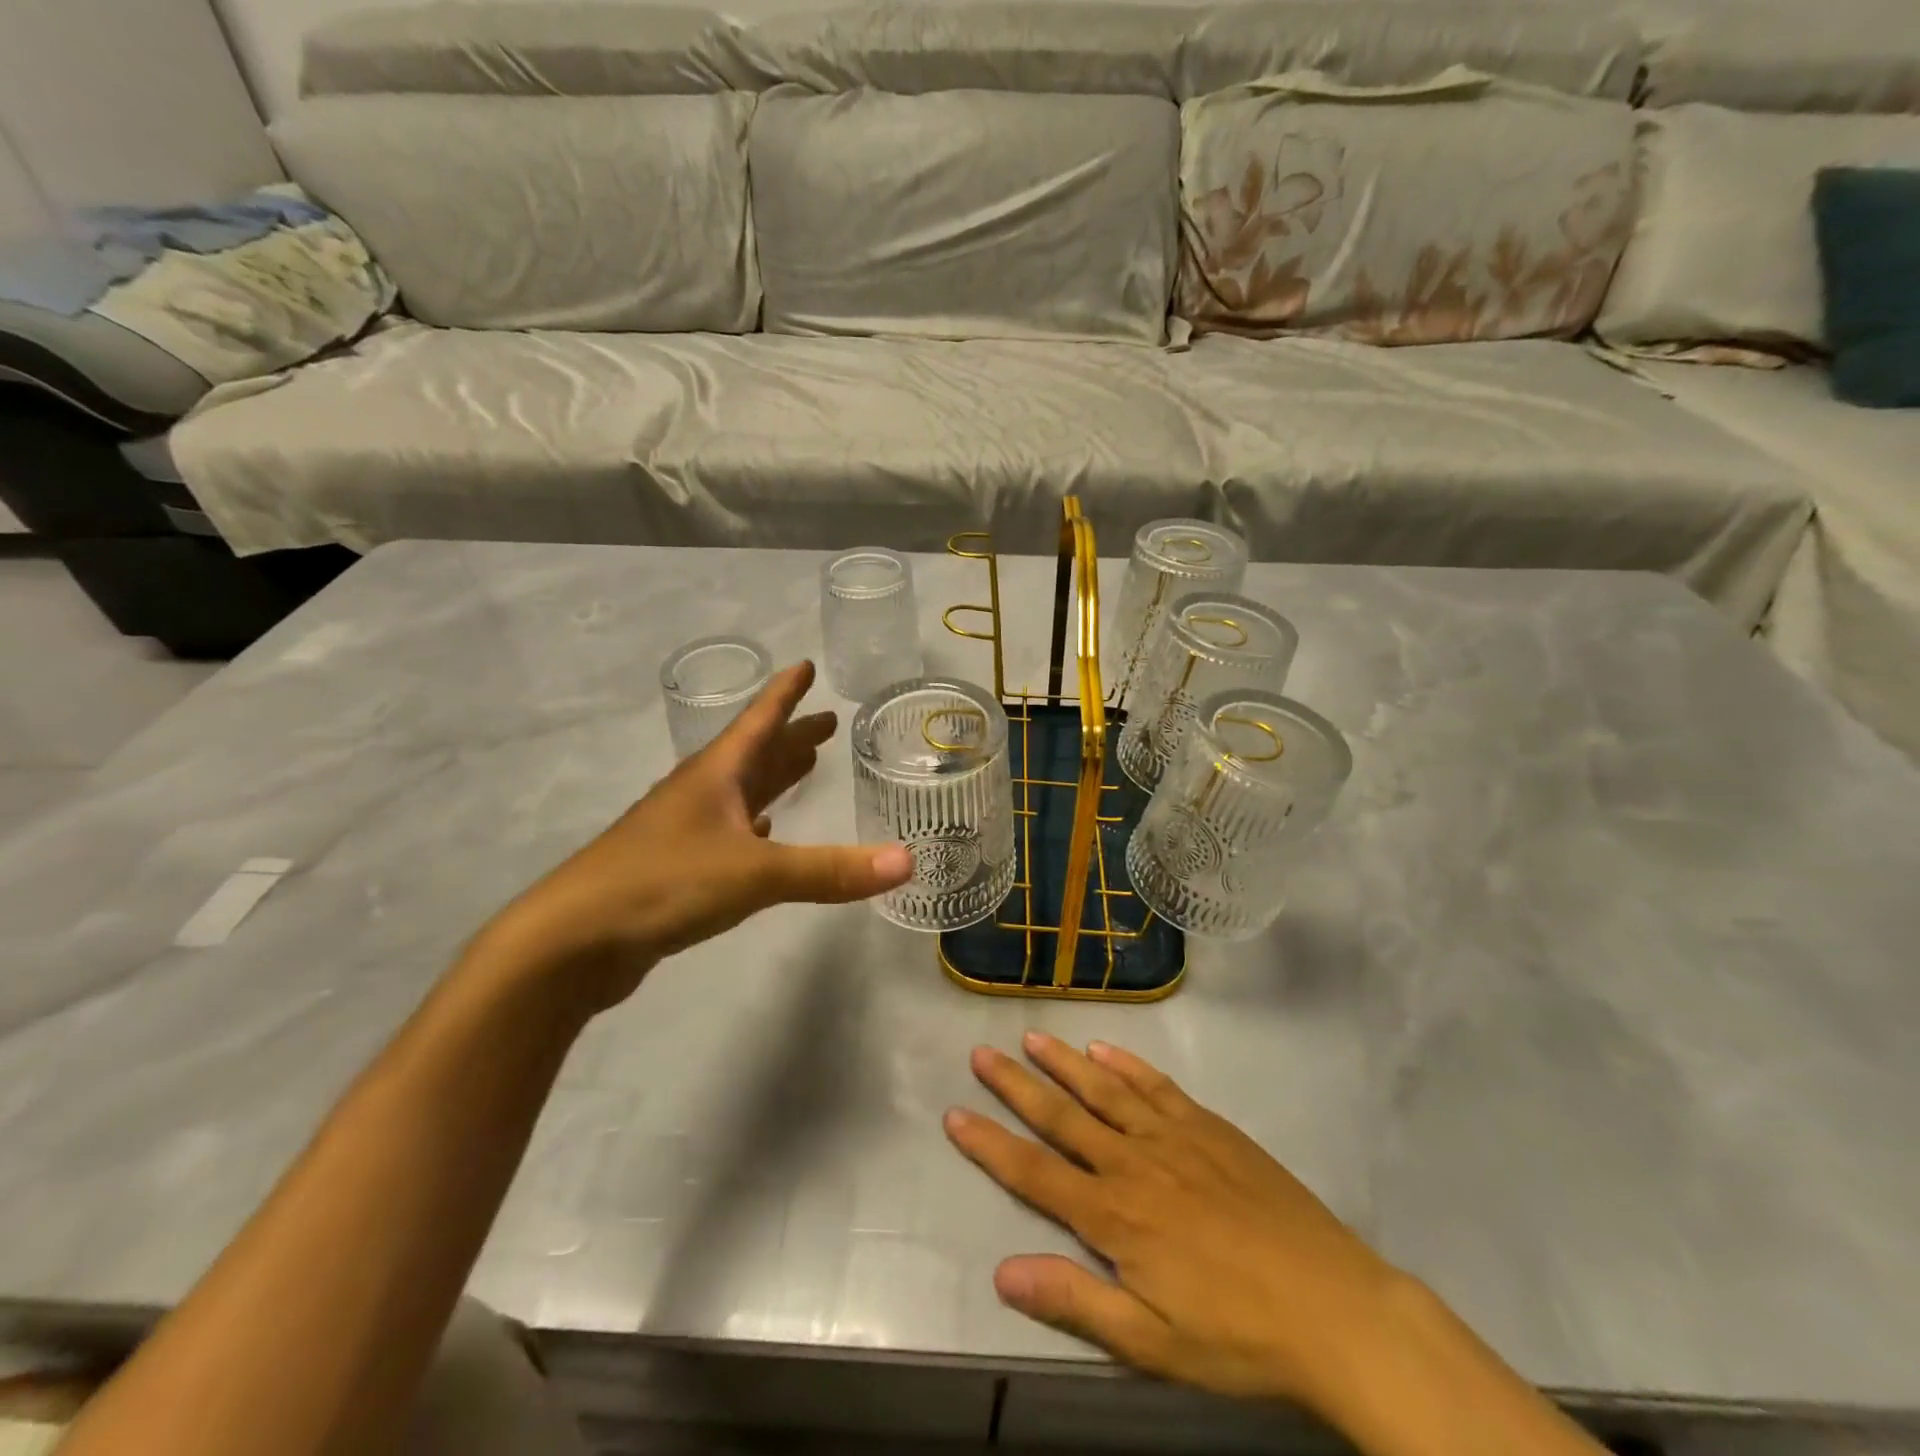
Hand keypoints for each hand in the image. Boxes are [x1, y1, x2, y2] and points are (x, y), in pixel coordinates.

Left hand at [486, 661, 912, 1011]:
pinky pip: (727, 830)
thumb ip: (831, 869)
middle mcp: (699, 793)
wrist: (572, 941)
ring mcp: (682, 830)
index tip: (805, 666)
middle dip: (791, 736)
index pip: (758, 721)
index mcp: (715, 776)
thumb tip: (908, 861)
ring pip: (740, 791)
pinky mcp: (674, 867)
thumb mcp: (756, 873)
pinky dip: (753, 823)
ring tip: (806, 765)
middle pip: (754, 753)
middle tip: (827, 723)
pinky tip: (765, 831)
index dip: (785, 693)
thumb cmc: (663, 884)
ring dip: (773, 776)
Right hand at [946, 1034, 1401, 1413]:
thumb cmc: (1237, 1336)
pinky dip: (1127, 1062)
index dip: (990, 1144)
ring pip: (1104, 1088)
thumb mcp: (1150, 1343)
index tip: (955, 1113)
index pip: (1034, 1173)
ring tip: (1031, 1037)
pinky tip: (1104, 1047)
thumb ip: (1075, 1302)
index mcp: (1114, 1216)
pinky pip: (1156, 1085)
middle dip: (1016, 1085)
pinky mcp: (1208, 1126)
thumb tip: (1003, 1271)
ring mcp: (1173, 1136)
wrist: (1333, 1306)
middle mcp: (1133, 1162)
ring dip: (1064, 1062)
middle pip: (1063, 1116)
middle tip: (981, 1054)